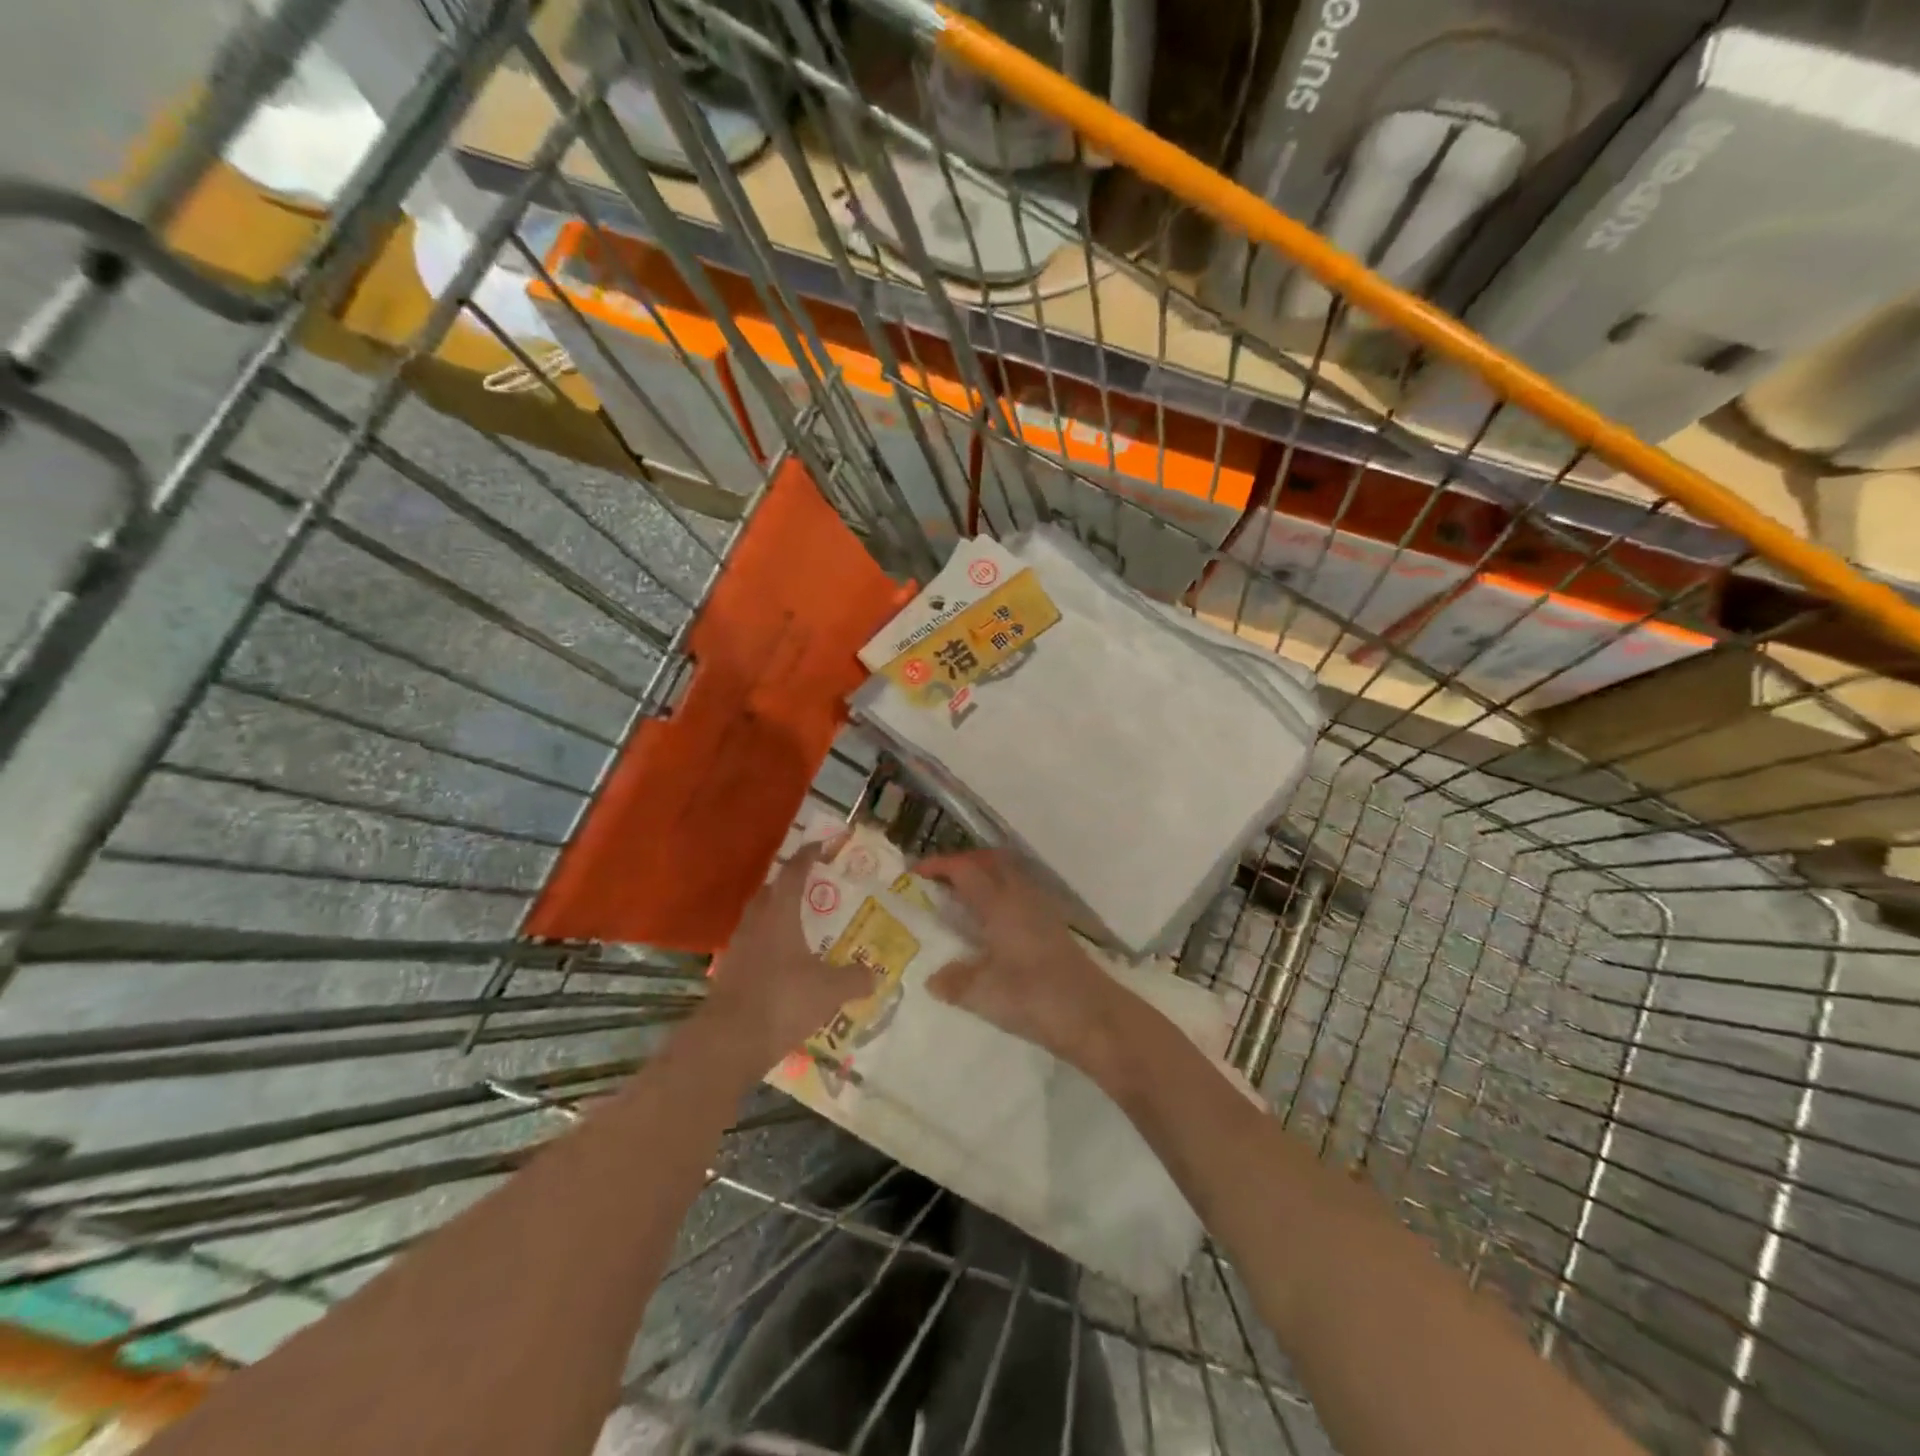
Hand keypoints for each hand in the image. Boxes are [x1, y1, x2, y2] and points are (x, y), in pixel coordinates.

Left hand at [702, 843, 874, 1070]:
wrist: (730, 1040)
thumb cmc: (784, 1001)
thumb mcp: (830, 990)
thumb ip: (855, 979)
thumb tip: (874, 975)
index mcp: (779, 915)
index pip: (793, 874)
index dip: (807, 857)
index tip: (820, 846)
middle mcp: (755, 923)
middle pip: (770, 892)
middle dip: (788, 885)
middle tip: (810, 887)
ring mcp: (737, 948)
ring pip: (757, 919)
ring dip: (775, 915)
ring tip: (797, 925)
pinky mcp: (728, 973)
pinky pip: (750, 946)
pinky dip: (766, 945)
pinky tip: (781, 963)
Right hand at [915, 849, 1121, 1068]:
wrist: (1092, 1015)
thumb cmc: (1033, 997)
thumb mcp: (983, 994)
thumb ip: (954, 982)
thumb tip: (933, 978)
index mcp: (1000, 904)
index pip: (965, 870)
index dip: (939, 866)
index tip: (916, 872)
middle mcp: (1021, 897)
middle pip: (991, 861)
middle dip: (964, 862)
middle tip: (940, 879)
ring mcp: (1042, 910)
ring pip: (1009, 875)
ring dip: (985, 876)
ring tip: (962, 899)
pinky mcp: (1053, 926)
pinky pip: (1020, 894)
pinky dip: (1000, 895)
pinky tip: (992, 925)